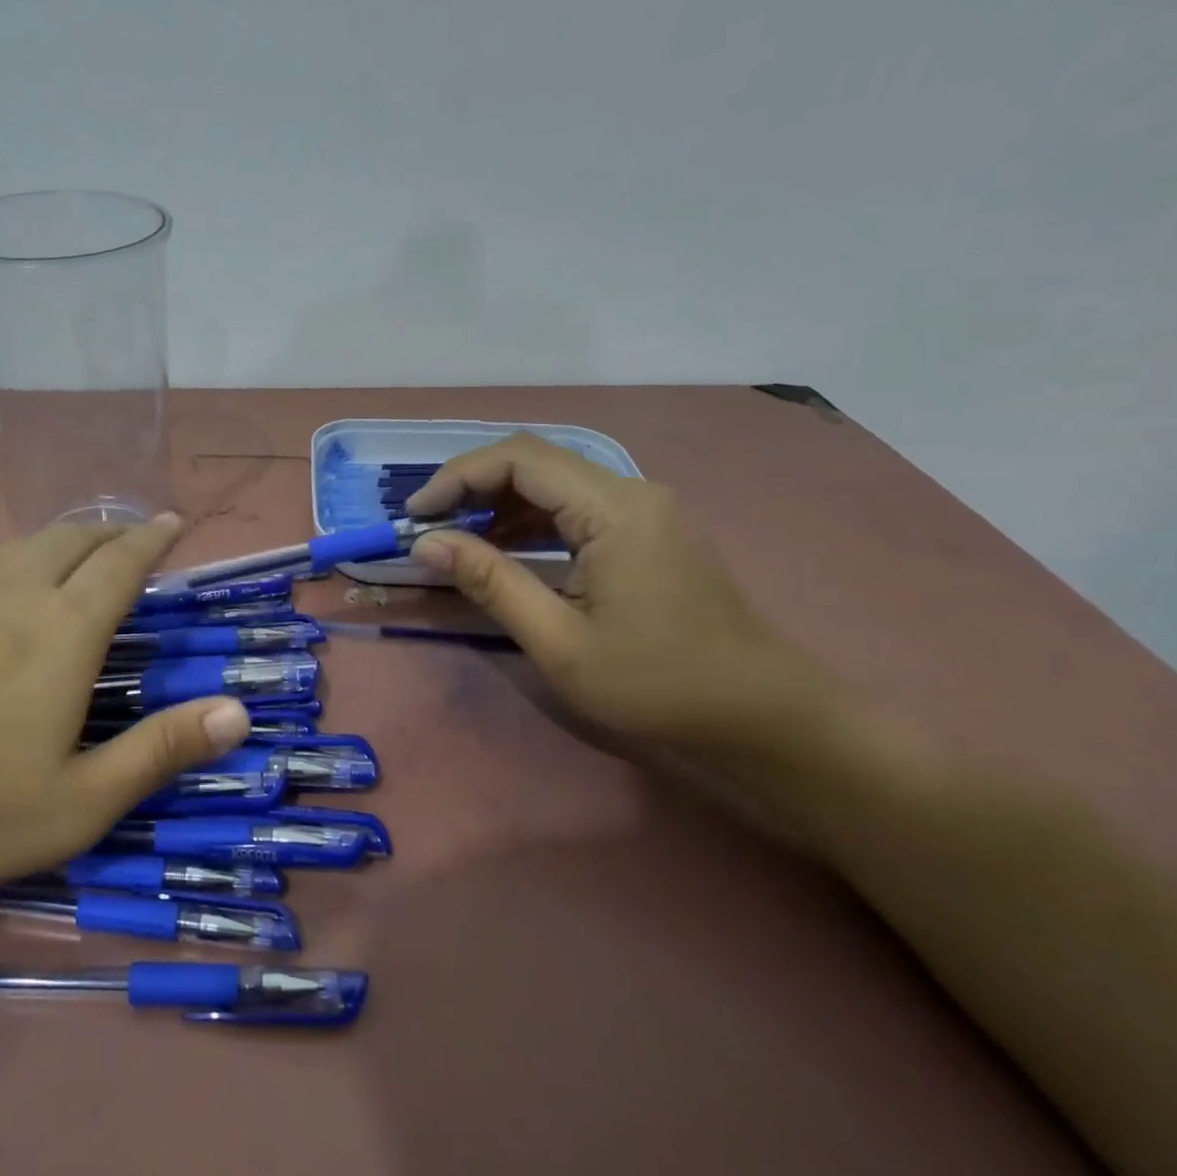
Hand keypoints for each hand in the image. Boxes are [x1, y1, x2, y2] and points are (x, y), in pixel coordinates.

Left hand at [0, 516, 249, 902]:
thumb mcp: (80, 804)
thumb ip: (162, 751)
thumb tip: (239, 712)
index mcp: (61, 633)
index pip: (120, 564)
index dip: (151, 538)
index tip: (172, 521)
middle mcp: (10, 595)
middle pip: (69, 538)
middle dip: (108, 531)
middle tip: (130, 541)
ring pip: (18, 547)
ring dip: (58, 543)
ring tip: (74, 559)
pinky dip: (7, 563)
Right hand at [406, 434, 826, 752]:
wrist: (760, 717)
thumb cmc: (656, 684)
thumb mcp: (559, 640)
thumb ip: (490, 582)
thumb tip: (427, 543)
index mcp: (614, 509)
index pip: (520, 458)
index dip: (458, 476)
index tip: (416, 515)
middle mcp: (632, 493)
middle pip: (537, 463)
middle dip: (473, 487)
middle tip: (428, 527)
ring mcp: (645, 511)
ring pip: (556, 484)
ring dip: (500, 505)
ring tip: (455, 540)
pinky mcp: (649, 534)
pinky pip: (577, 509)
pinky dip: (532, 523)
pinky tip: (504, 551)